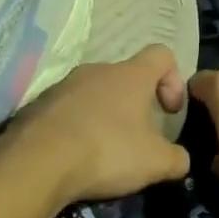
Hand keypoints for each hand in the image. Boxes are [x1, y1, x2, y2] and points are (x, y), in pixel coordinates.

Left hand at [9, 44, 191, 206]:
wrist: (37, 162)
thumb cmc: (107, 151)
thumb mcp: (156, 163)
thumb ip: (177, 158)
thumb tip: (181, 159)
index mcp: (130, 75)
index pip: (161, 54)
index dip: (173, 79)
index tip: (169, 112)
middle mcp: (96, 70)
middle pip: (126, 77)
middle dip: (136, 105)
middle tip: (138, 140)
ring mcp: (64, 85)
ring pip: (94, 94)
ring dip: (105, 116)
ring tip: (104, 152)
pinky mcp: (38, 104)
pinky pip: (67, 110)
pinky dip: (77, 128)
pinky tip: (75, 156)